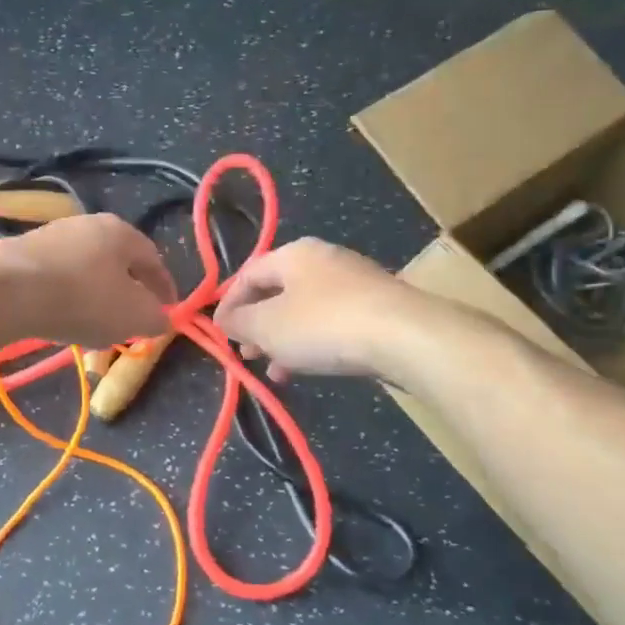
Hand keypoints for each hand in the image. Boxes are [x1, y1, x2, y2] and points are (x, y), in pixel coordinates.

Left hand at [0, 214, 177, 346]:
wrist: (7, 291)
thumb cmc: (84, 299)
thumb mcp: (134, 316)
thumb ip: (155, 318)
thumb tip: (161, 319)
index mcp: (121, 232)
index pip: (153, 260)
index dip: (164, 288)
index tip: (169, 311)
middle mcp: (87, 225)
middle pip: (116, 263)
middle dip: (126, 294)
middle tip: (130, 321)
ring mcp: (51, 237)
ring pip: (85, 272)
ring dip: (94, 298)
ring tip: (93, 327)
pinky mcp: (21, 255)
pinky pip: (56, 279)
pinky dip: (65, 299)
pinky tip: (60, 320)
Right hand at [214, 238, 408, 378]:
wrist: (404, 337)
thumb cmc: (323, 325)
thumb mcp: (267, 326)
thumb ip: (239, 322)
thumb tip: (224, 320)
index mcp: (294, 254)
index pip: (248, 274)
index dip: (228, 304)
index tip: (219, 334)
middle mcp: (324, 260)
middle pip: (277, 292)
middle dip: (257, 325)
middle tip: (246, 353)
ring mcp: (354, 283)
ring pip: (304, 311)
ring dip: (283, 340)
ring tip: (274, 370)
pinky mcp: (376, 309)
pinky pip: (331, 324)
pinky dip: (312, 344)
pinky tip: (307, 369)